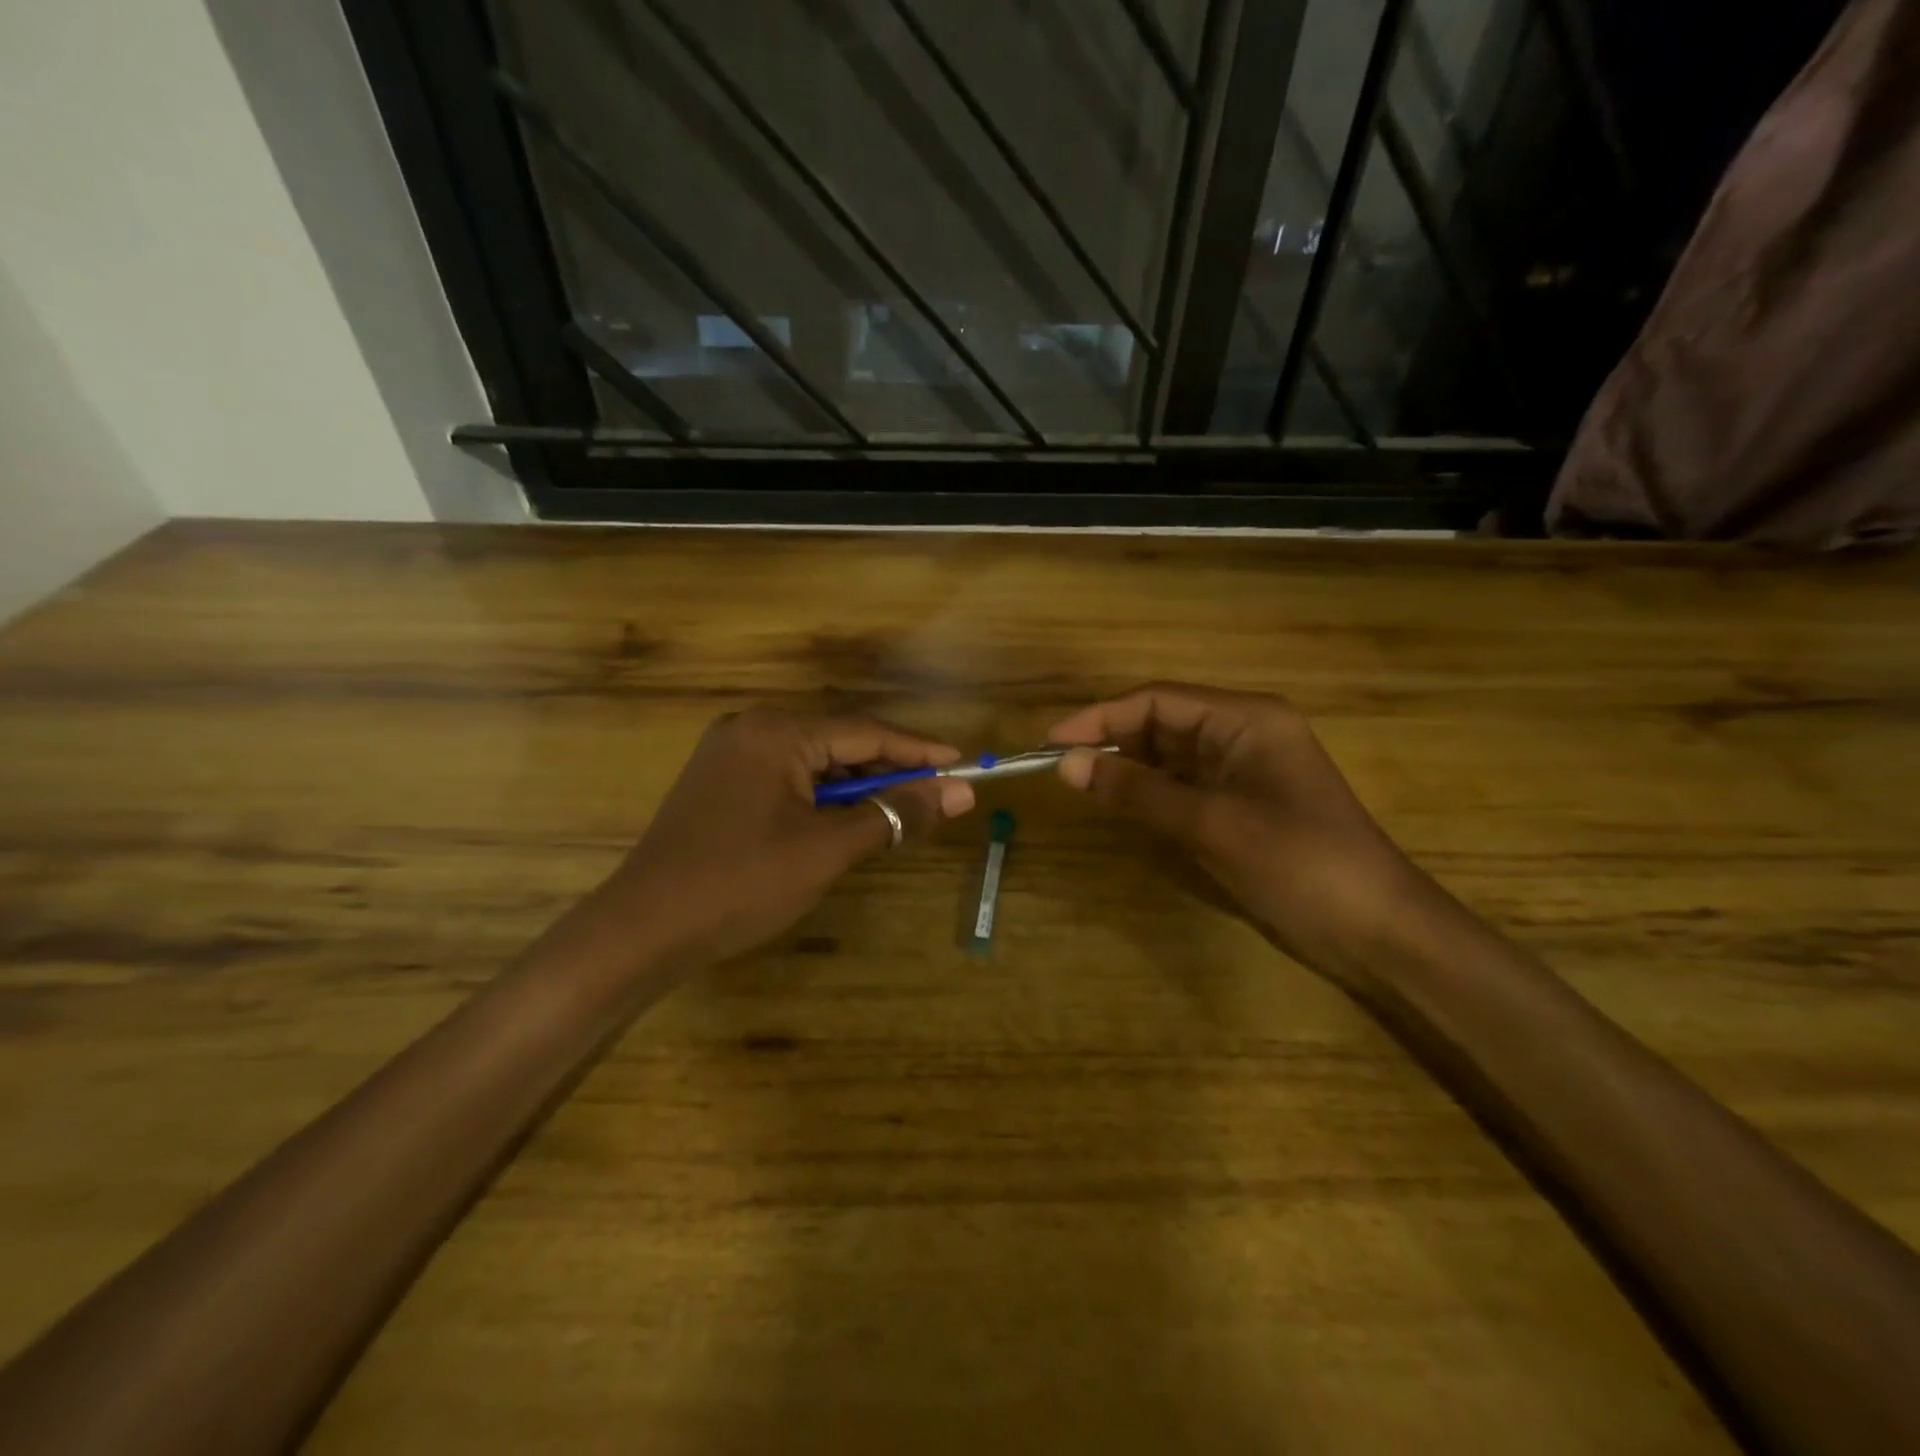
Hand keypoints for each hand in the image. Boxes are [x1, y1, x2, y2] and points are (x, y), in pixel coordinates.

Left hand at [602, 709, 976, 967]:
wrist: (643, 930)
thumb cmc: (742, 883)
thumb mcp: (828, 848)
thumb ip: (894, 814)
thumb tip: (959, 792)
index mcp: (776, 732)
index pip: (865, 732)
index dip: (918, 750)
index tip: (962, 763)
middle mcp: (750, 729)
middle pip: (839, 743)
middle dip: (888, 772)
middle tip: (934, 798)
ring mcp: (729, 756)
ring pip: (813, 764)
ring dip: (856, 789)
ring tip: (896, 816)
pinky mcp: (719, 784)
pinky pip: (787, 780)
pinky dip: (822, 799)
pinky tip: (843, 823)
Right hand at [1048, 683, 1428, 980]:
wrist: (1376, 930)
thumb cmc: (1298, 863)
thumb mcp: (1209, 823)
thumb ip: (1136, 790)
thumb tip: (1066, 765)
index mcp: (1246, 719)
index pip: (1158, 700)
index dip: (1100, 718)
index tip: (1051, 743)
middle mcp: (1244, 732)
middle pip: (1163, 722)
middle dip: (1112, 741)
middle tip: (1060, 768)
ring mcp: (1245, 769)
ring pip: (1171, 754)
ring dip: (1128, 766)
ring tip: (1080, 785)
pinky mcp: (1243, 802)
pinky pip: (1185, 784)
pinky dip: (1151, 791)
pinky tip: (1121, 803)